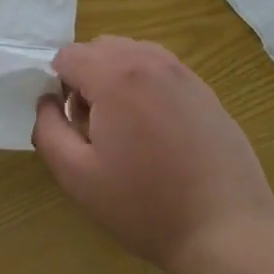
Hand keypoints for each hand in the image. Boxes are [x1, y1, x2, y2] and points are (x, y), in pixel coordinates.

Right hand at [33, 37, 273, 273]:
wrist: (225, 226)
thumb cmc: (145, 204)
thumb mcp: (78, 177)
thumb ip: (49, 130)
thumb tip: (47, 101)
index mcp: (115, 76)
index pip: (68, 55)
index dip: (59, 87)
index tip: (73, 125)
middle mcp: (149, 60)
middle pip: (99, 47)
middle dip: (86, 78)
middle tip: (96, 129)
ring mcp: (181, 71)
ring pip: (130, 53)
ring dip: (116, 77)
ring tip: (127, 129)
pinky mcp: (203, 87)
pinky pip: (159, 68)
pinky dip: (145, 84)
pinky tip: (157, 130)